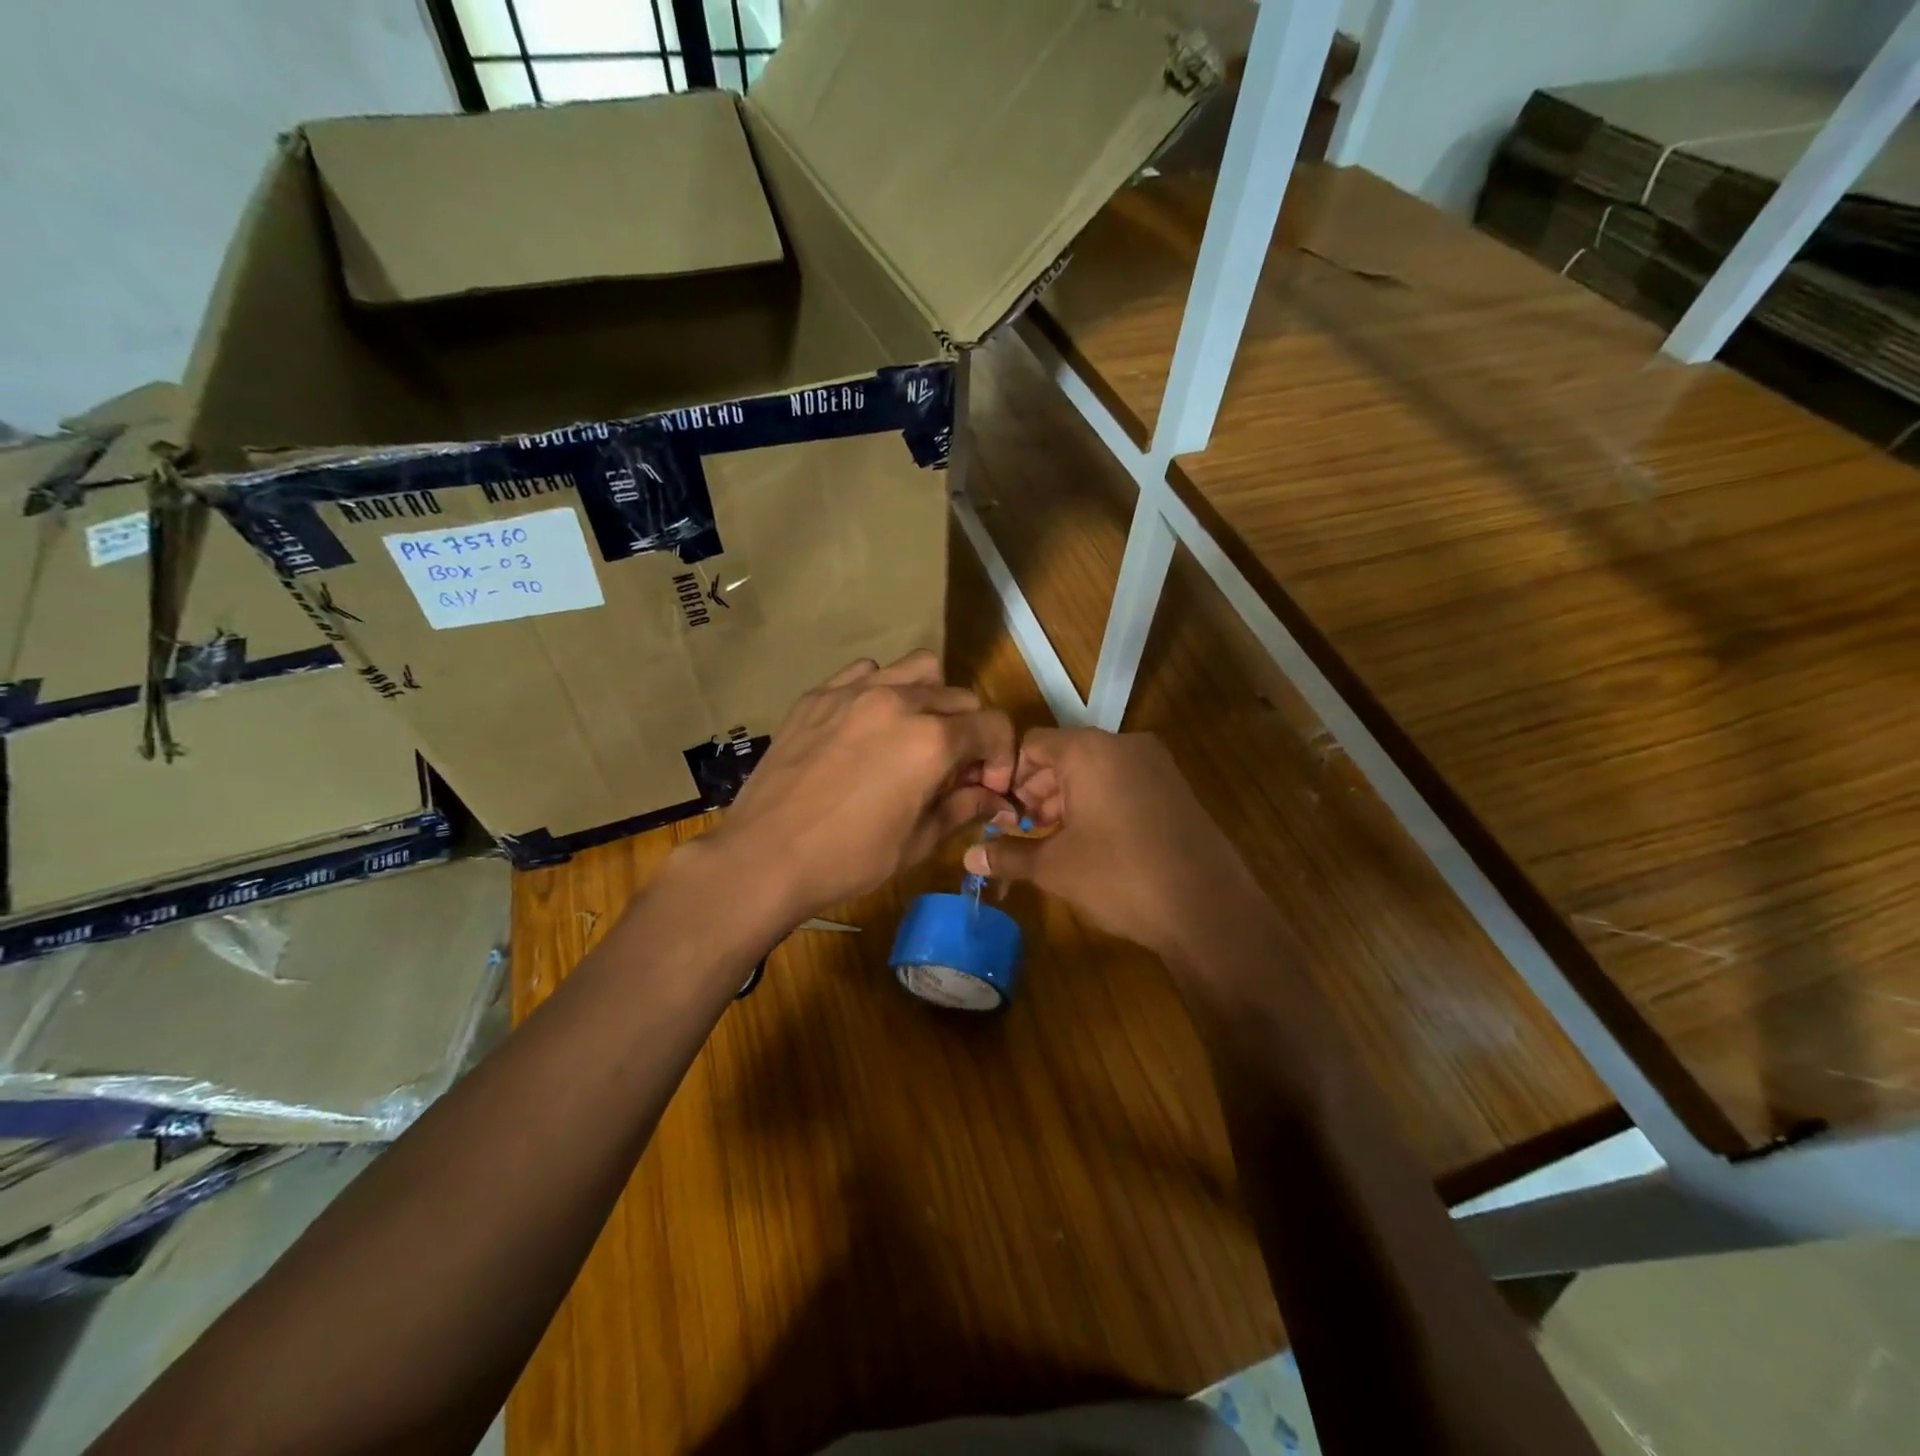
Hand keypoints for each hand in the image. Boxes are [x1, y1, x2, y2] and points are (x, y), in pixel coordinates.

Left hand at [700, 651, 1015, 929]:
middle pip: (961, 698)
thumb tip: (997, 800)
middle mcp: (899, 701)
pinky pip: (867, 672)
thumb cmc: (848, 859)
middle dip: (970, 732)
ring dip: (931, 698)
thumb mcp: (918, 842)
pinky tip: (868, 725)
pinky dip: (882, 689)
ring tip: (914, 734)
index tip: (988, 786)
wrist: (765, 856)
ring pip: (917, 669)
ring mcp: (854, 692)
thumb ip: (964, 808)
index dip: (1002, 757)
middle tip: (952, 769)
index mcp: (931, 740)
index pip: (993, 726)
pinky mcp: (819, 695)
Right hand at [962, 728, 1267, 963]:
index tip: (1001, 817)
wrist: (1207, 908)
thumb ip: (1008, 855)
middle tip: (1023, 833)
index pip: (1031, 745)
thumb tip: (968, 859)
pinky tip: (1092, 844)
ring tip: (1053, 843)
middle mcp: (1123, 744)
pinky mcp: (1174, 787)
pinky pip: (1122, 783)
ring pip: (1094, 770)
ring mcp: (1154, 764)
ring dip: (1066, 801)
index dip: (1009, 779)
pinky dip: (1099, 804)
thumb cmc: (1120, 877)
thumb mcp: (1054, 867)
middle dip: (1037, 793)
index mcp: (1089, 750)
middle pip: (1063, 756)